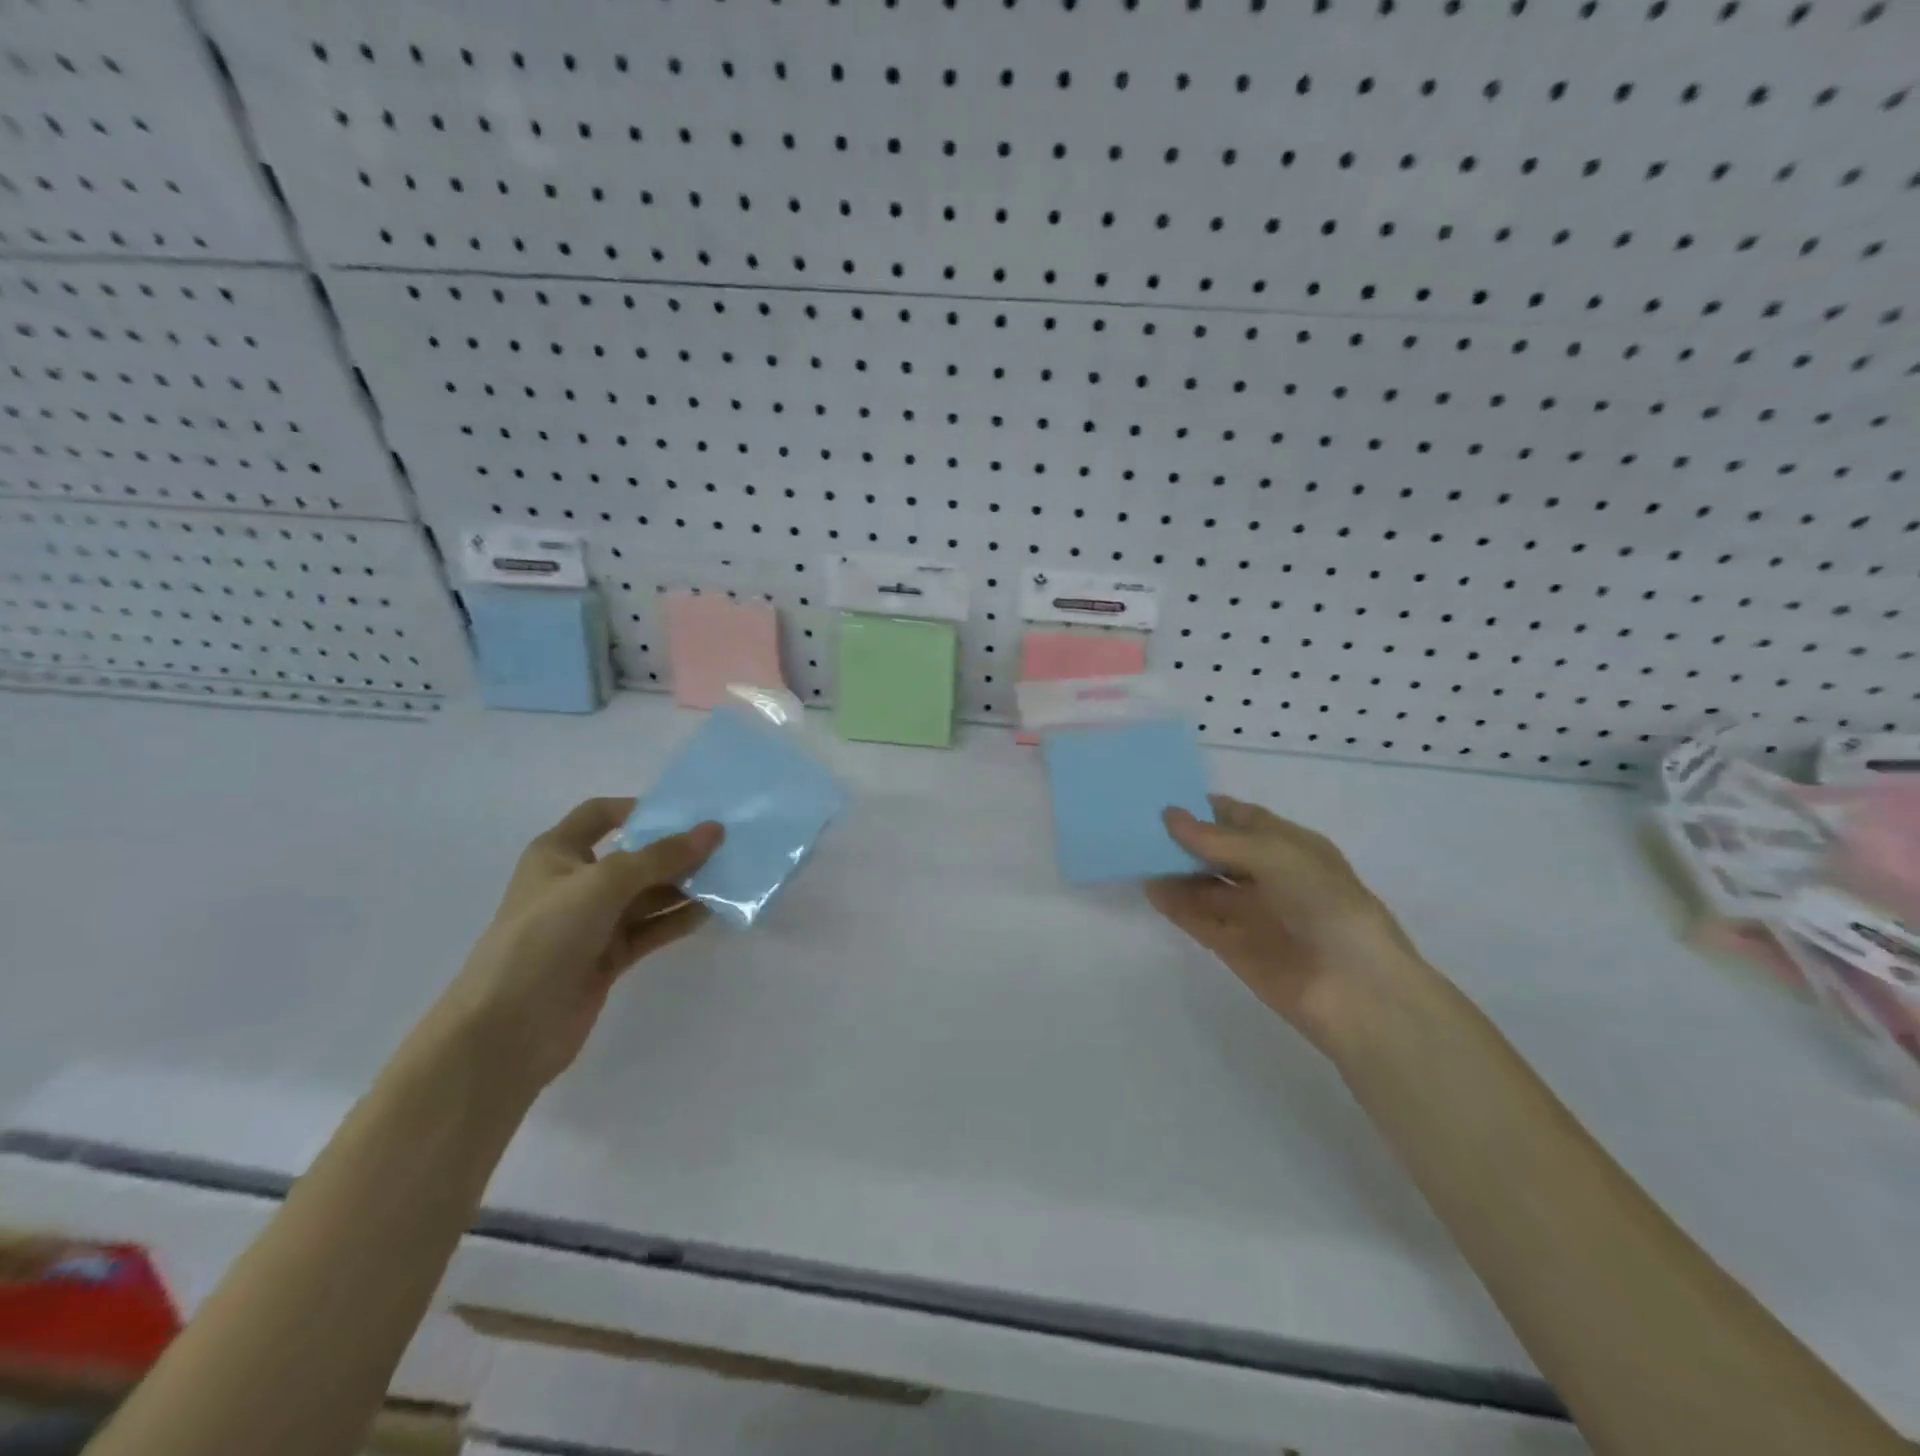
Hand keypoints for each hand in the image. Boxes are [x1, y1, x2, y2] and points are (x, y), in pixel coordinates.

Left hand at [441, 798, 722, 1089]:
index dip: (640, 808)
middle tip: (724, 844)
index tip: (687, 811)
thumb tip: (714, 830)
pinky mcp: (608, 957)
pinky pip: (651, 929)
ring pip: (647, 895)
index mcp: (558, 853)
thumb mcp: (604, 883)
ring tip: (728, 876)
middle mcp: (576, 883)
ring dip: (684, 886)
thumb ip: (662, 857)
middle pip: (634, 856)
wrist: (507, 1029)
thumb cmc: (545, 937)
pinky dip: (678, 920)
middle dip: (675, 850)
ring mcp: (592, 923)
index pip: (601, 814)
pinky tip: (711, 912)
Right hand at [1147, 794, 1426, 1053]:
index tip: (1164, 796)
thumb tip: (1169, 815)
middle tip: (1139, 823)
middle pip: (1218, 851)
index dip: (1206, 808)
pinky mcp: (1235, 947)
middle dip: (1184, 839)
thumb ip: (1219, 839)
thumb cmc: (1326, 905)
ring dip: (1175, 871)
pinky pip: (1199, 919)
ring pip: (1204, 885)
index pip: (1242, 818)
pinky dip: (1175, 905)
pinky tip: (1151, 889)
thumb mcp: (1276, 856)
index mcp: (1291, 847)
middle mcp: (1270, 876)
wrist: (1356, 991)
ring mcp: (1252, 913)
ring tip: (1135, 853)